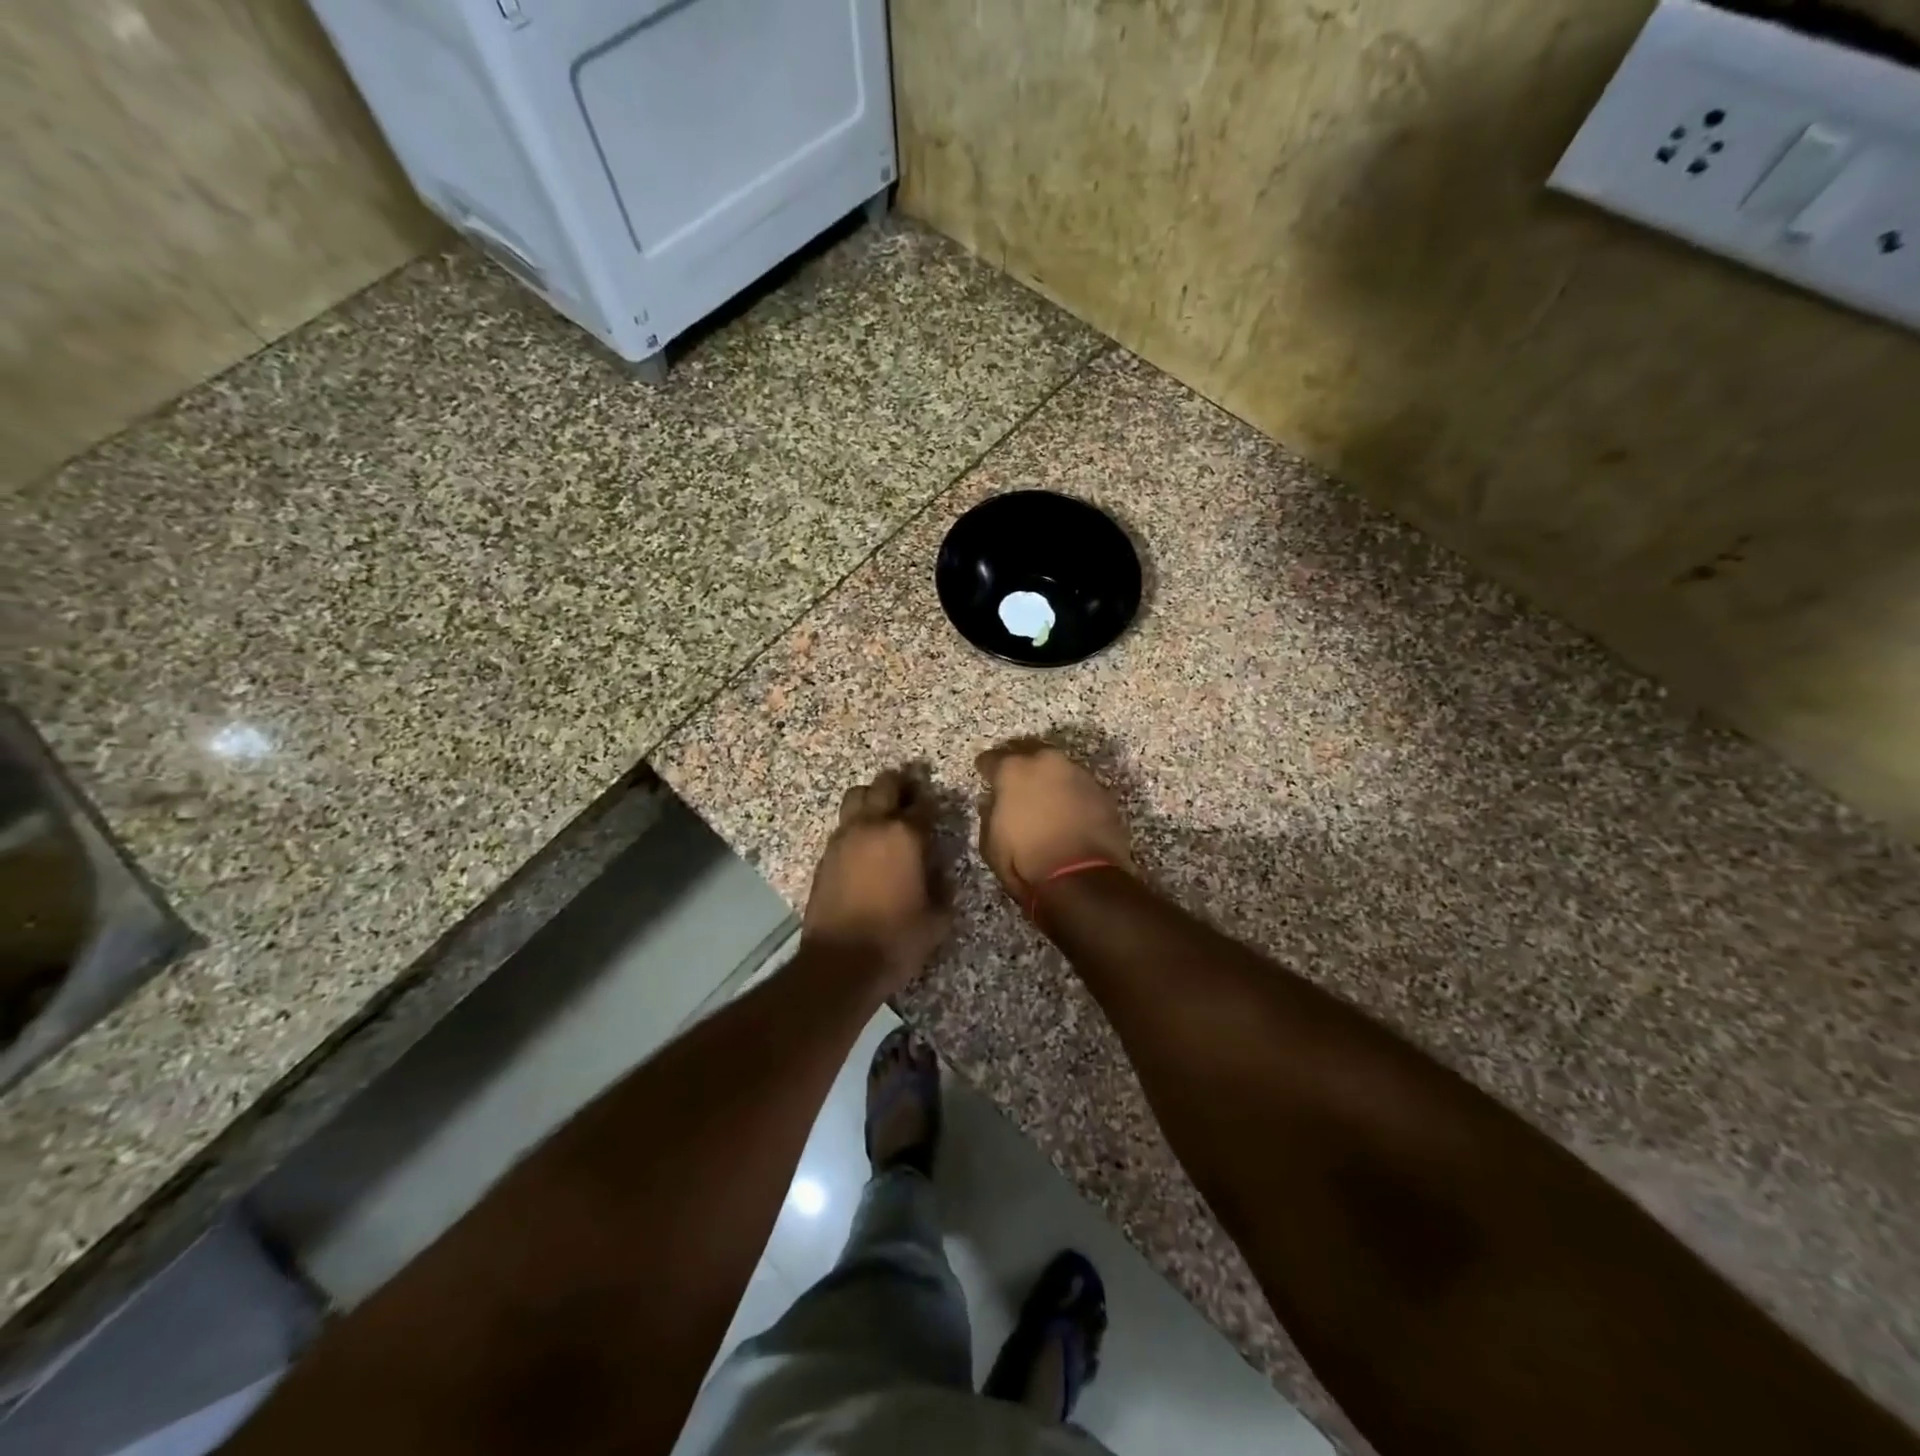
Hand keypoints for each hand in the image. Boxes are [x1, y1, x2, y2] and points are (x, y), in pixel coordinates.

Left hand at [802, 769, 950, 988]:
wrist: (840, 963)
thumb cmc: (896, 940)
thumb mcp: (937, 919)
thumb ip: (944, 888)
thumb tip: (941, 874)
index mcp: (905, 835)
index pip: (924, 804)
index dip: (934, 804)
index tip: (940, 810)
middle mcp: (872, 826)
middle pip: (885, 784)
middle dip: (901, 785)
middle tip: (912, 795)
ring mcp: (844, 838)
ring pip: (857, 796)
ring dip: (873, 797)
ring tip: (884, 814)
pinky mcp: (825, 855)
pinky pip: (843, 825)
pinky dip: (856, 824)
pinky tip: (865, 845)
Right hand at [975, 740, 1133, 905]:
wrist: (1083, 878)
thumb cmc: (1027, 862)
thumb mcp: (991, 845)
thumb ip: (989, 815)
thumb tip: (991, 801)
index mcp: (1013, 770)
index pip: (991, 759)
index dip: (985, 768)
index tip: (984, 775)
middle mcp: (1045, 762)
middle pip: (1027, 751)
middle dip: (1019, 763)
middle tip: (1014, 779)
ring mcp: (1077, 773)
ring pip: (1056, 767)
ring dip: (1048, 777)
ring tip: (1043, 795)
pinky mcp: (1101, 790)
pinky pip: (1078, 785)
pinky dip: (1070, 793)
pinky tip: (1067, 809)